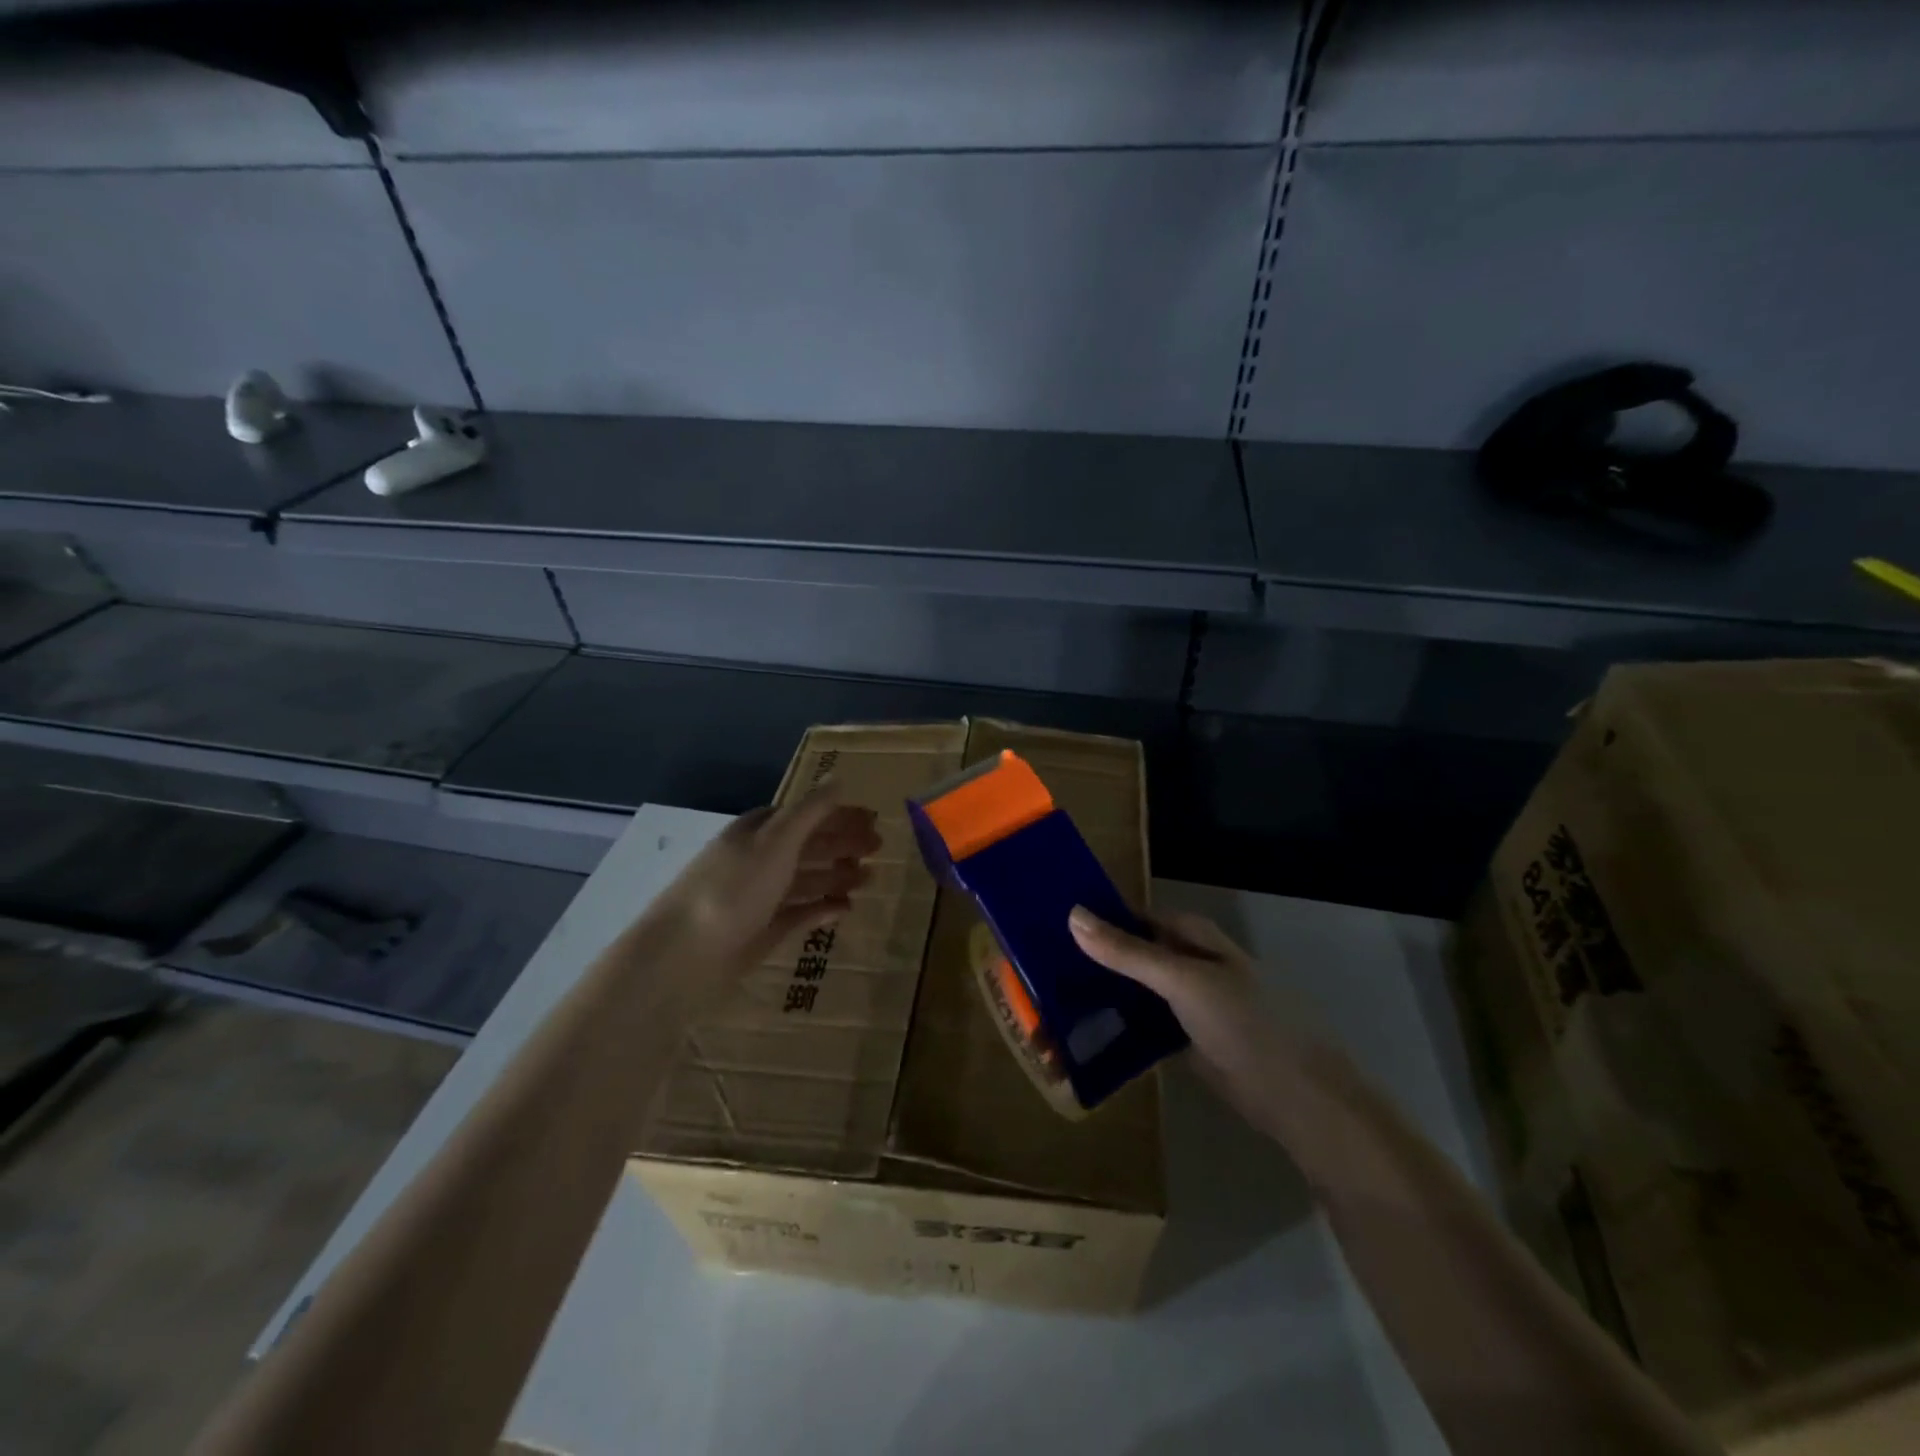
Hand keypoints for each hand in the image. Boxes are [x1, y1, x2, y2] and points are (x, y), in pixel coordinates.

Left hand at [653, 789, 880, 996]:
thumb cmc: (734, 887)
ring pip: (807, 878)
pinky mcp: (763, 929)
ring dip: (838, 875)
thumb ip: (811, 810)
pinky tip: (846, 909)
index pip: (806, 814)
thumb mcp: (777, 840)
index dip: (838, 815)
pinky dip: (823, 908)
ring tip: (869, 878)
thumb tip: (839, 778)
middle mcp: (760, 858)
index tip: (872, 819)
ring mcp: (761, 895)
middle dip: (843, 843)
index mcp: (760, 830)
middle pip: (809, 845)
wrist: (685, 954)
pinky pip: (801, 912)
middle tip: (879, 848)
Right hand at [1069, 906, 1318, 1136]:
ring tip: (1047, 1003)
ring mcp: (1184, 1002)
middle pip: (1129, 954)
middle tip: (1037, 972)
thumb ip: (1127, 952)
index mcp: (1190, 936)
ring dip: (1099, 996)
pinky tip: (1081, 1035)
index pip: (1131, 916)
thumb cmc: (1243, 1022)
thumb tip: (1072, 914)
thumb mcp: (1182, 980)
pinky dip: (1115, 1027)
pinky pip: (1140, 1025)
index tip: (1046, 926)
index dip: (1095, 919)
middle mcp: (1186, 962)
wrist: (1294, 1097)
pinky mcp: (1182, 1039)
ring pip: (1132, 991)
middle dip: (1090, 961)